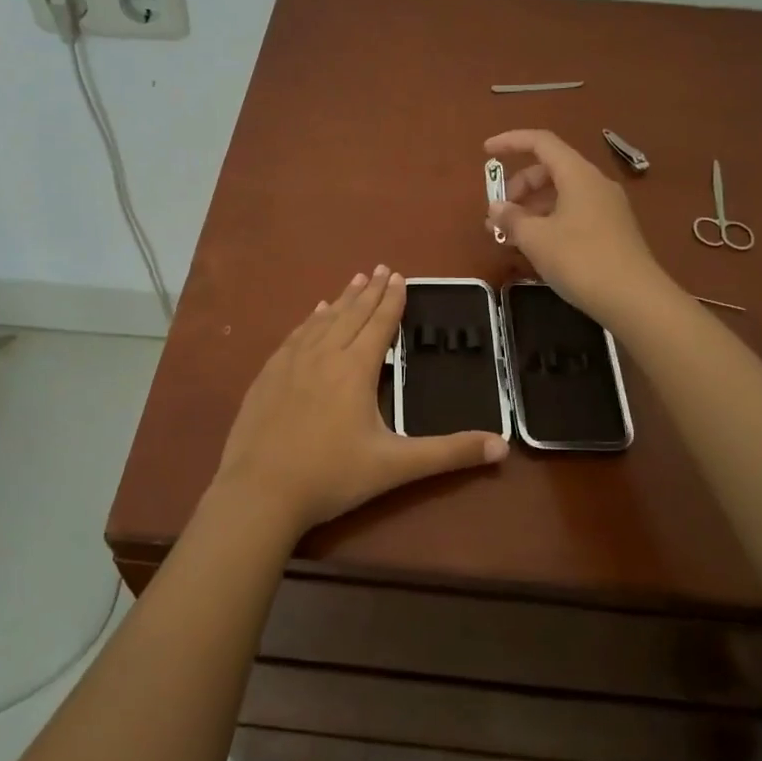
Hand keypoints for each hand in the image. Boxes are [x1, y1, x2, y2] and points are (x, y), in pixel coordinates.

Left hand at [213, 266, 508, 537]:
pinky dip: (310, 320)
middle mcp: (324, 355)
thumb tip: (502, 447)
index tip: (398, 276)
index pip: (379, 324)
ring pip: (322, 321)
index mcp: (355, 368)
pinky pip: (295, 336)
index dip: (392, 300)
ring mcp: (291, 363)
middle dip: (369, 291)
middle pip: (351, 314)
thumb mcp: (395, 466)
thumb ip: (448, 453)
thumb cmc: (331, 476)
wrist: (259, 492)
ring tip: (353, 280)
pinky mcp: (268, 375)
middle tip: (380, 268)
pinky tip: (313, 314)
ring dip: (341, 300)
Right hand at [485, 129, 667, 323]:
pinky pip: (573, 213)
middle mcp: (595, 184)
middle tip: (497, 214)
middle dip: (518, 187)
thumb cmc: (581, 260)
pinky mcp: (612, 231)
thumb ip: (511, 219)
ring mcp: (607, 208)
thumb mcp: (536, 239)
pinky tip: (535, 247)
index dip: (510, 141)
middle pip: (550, 170)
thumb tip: (496, 208)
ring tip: (508, 236)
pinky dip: (548, 221)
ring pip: (561, 195)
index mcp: (578, 175)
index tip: (485, 152)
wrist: (635, 300)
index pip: (541, 142)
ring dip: (531, 208)